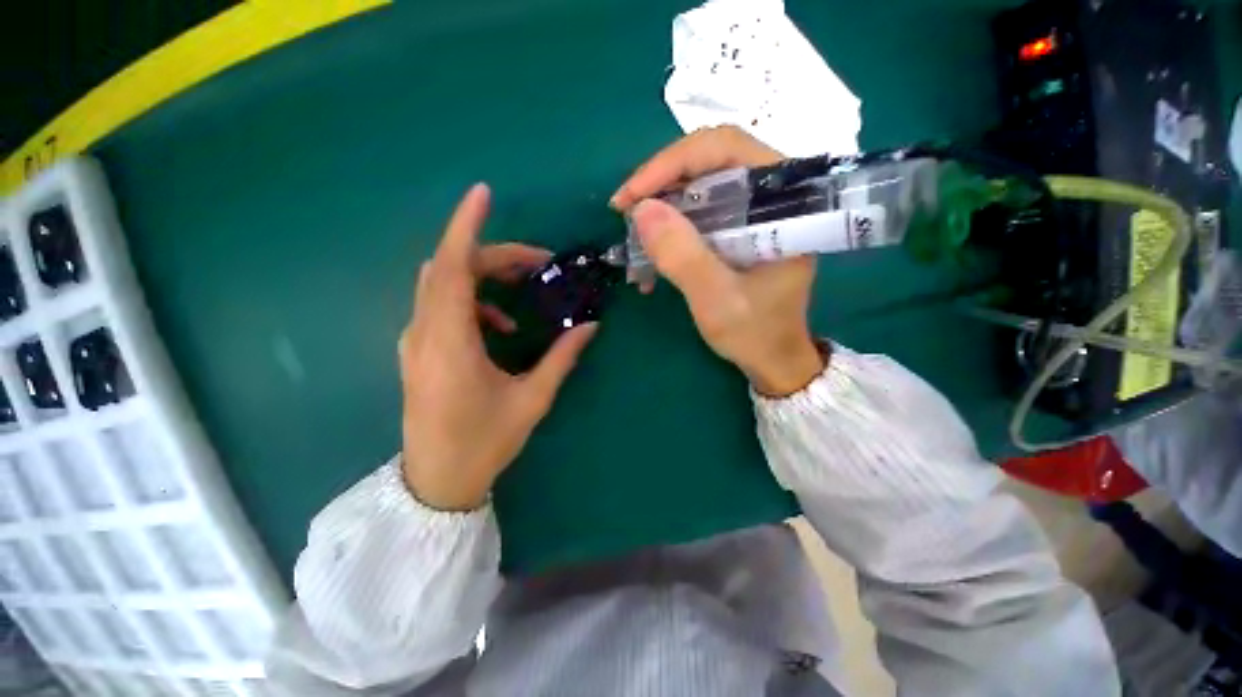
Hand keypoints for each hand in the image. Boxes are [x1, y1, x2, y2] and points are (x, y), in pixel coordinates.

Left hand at [400, 184, 597, 510]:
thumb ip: (562, 358)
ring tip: (522, 292)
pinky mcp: (417, 349)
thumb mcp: (532, 400)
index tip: (483, 195)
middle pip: (451, 269)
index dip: (467, 227)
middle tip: (537, 264)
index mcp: (449, 344)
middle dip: (494, 255)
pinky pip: (440, 305)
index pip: (453, 268)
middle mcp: (423, 333)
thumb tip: (591, 326)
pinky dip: (472, 300)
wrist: (437, 481)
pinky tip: (498, 325)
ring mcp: (415, 341)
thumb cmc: (484, 443)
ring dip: (482, 275)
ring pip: (442, 284)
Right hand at [612, 126, 823, 396]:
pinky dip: (669, 232)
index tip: (631, 197)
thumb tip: (641, 210)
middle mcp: (770, 197)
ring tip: (633, 242)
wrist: (773, 360)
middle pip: (708, 164)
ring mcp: (752, 214)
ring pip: (698, 189)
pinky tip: (650, 260)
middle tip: (625, 214)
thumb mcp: (717, 300)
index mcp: (783, 201)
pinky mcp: (737, 232)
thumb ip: (683, 257)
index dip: (671, 163)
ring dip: (660, 212)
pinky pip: (697, 215)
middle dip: (660, 186)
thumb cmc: (755, 333)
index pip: (725, 149)